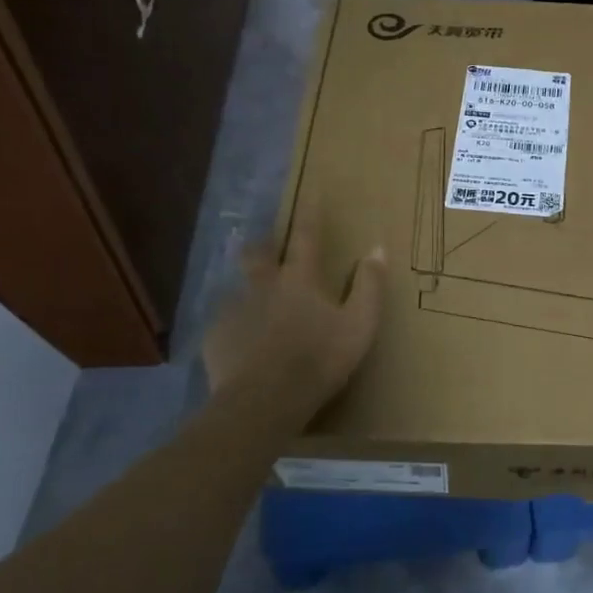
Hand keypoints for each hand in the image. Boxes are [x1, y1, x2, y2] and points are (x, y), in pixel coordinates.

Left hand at [201, 213, 385, 414]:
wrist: (264, 401)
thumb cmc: (319, 360)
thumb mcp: (360, 325)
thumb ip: (370, 286)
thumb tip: (377, 248)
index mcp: (299, 280)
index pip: (307, 237)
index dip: (311, 214)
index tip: (312, 192)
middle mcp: (262, 286)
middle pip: (257, 254)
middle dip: (263, 245)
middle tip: (267, 249)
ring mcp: (234, 310)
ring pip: (240, 290)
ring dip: (249, 293)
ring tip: (257, 312)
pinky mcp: (215, 337)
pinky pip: (226, 325)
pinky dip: (237, 329)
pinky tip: (244, 348)